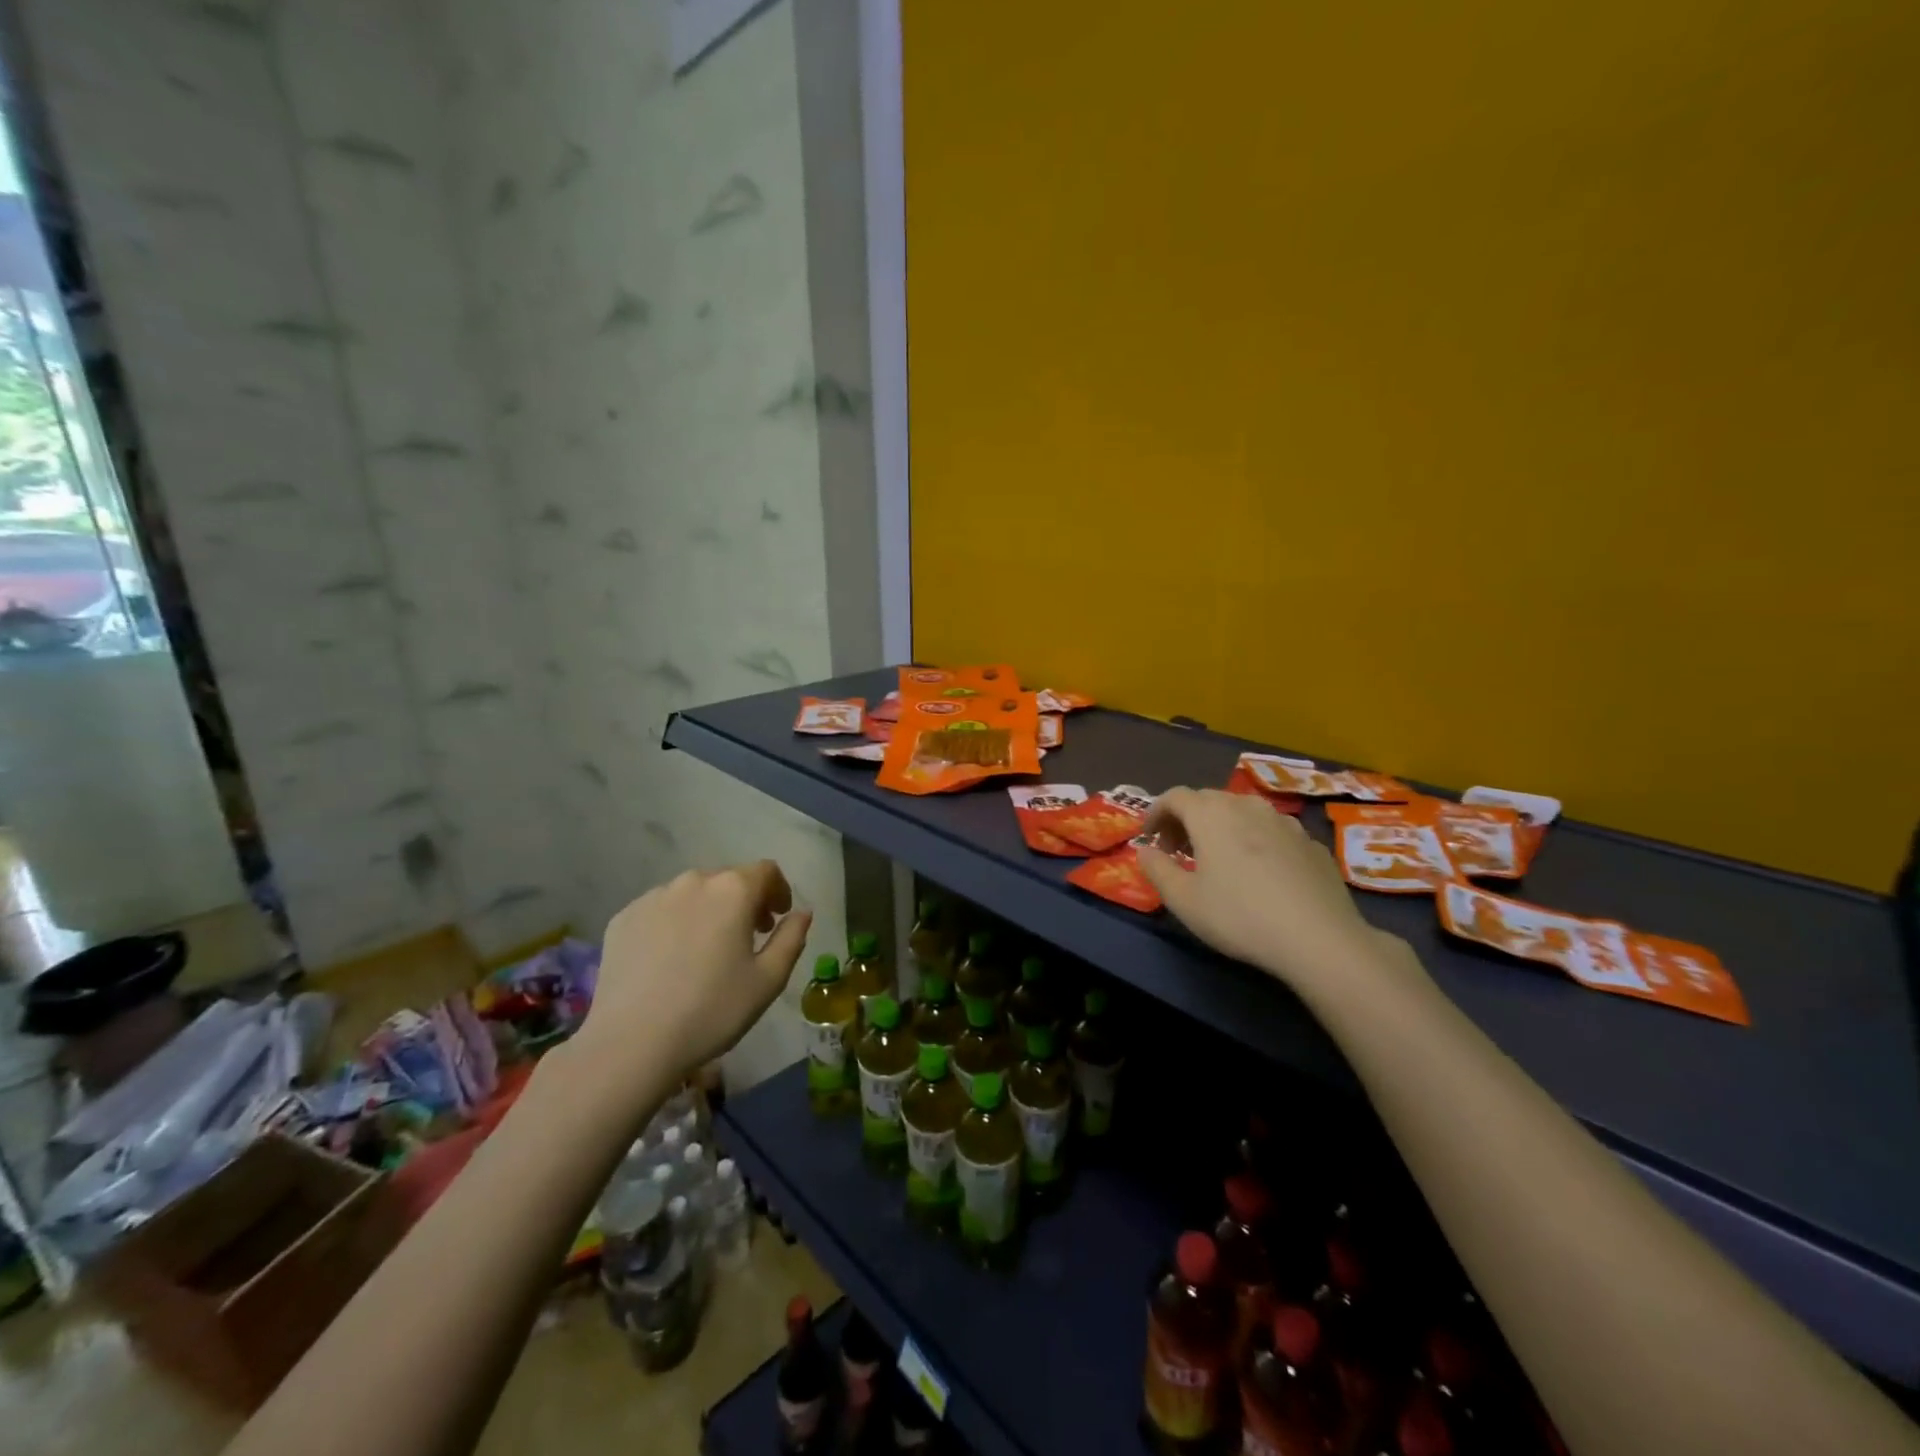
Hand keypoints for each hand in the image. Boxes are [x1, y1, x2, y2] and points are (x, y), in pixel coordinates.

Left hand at [580, 862, 813, 1094]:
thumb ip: (792, 938)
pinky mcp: (623, 918)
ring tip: (706, 950)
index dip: (778, 890)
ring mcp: (652, 897)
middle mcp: (693, 881)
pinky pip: (660, 910)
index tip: (777, 918)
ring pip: (692, 894)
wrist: (630, 1044)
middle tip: (747, 938)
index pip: (766, 871)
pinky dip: (674, 924)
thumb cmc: (711, 1010)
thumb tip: (801, 913)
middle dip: (744, 902)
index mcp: (733, 890)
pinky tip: (670, 961)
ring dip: (708, 911)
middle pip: (728, 879)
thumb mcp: (768, 980)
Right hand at [1137, 788, 1386, 994]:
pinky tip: (1260, 873)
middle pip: (1208, 800)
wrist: (1319, 938)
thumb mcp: (1184, 900)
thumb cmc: (1239, 916)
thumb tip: (1145, 851)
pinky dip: (1255, 841)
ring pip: (1242, 812)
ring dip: (1222, 827)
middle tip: (1177, 850)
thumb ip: (1157, 870)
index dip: (1156, 812)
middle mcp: (1246, 806)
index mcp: (1211, 814)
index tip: (1149, 838)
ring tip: (1218, 859)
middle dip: (1186, 819)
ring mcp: (1284, 821)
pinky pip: (1272, 831)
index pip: (1174, 797)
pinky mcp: (1311, 842)